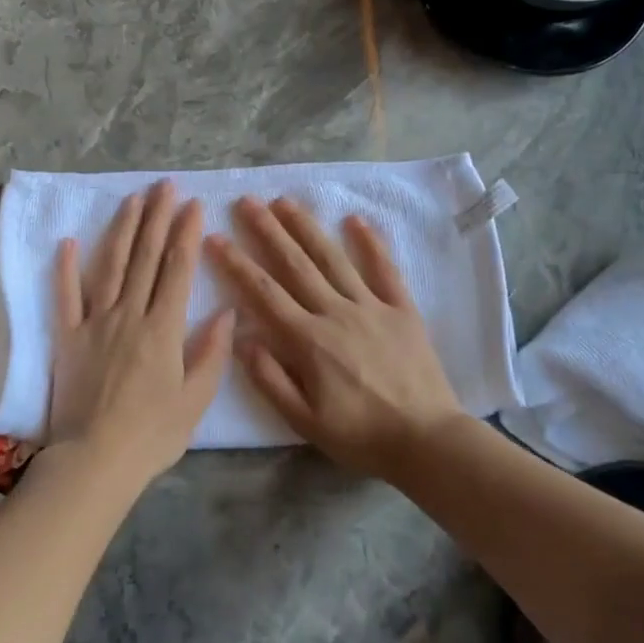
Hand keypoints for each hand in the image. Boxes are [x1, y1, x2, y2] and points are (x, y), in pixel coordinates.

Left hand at [49, 180, 234, 488]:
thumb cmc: (153, 434)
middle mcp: (130, 314)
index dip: (186, 233)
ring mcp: (95, 322)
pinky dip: (66, 268)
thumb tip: (228, 312)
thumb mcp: (196, 399)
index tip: (193, 204)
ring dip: (123, 229)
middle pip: (146, 257)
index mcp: (164, 328)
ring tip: (133, 199)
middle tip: (165, 186)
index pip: (178, 269)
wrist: (96, 460)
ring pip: (111, 266)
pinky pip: (66, 296)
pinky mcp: (68, 336)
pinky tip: (69, 241)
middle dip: (157, 218)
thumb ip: (212, 353)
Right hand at [206, 197, 463, 477]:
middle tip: (247, 201)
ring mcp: (371, 306)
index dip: (236, 263)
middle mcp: (336, 312)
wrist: (427, 441)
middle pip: (294, 264)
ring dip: (307, 227)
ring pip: (333, 258)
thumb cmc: (361, 436)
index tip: (215, 238)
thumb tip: (241, 338)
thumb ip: (270, 379)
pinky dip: (370, 243)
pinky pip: (384, 269)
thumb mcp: (304, 422)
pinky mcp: (402, 308)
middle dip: (267, 230)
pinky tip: (355, 219)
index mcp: (308, 340)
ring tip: (285, 201)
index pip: (263, 292)